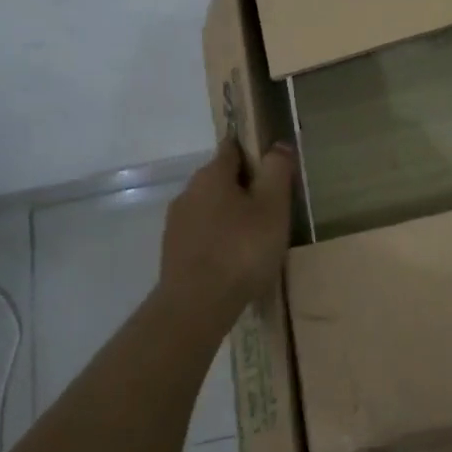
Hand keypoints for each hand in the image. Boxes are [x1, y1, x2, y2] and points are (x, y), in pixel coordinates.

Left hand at [157, 136, 295, 316]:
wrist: (196, 306)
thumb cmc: (241, 250)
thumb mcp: (272, 207)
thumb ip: (276, 171)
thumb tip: (278, 145)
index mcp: (211, 175)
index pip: (232, 147)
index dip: (254, 152)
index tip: (274, 168)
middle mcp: (188, 192)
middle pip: (221, 179)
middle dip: (245, 187)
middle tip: (273, 208)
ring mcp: (177, 223)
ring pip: (211, 208)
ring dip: (232, 215)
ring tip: (257, 237)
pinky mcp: (174, 252)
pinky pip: (203, 234)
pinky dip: (219, 239)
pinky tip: (236, 259)